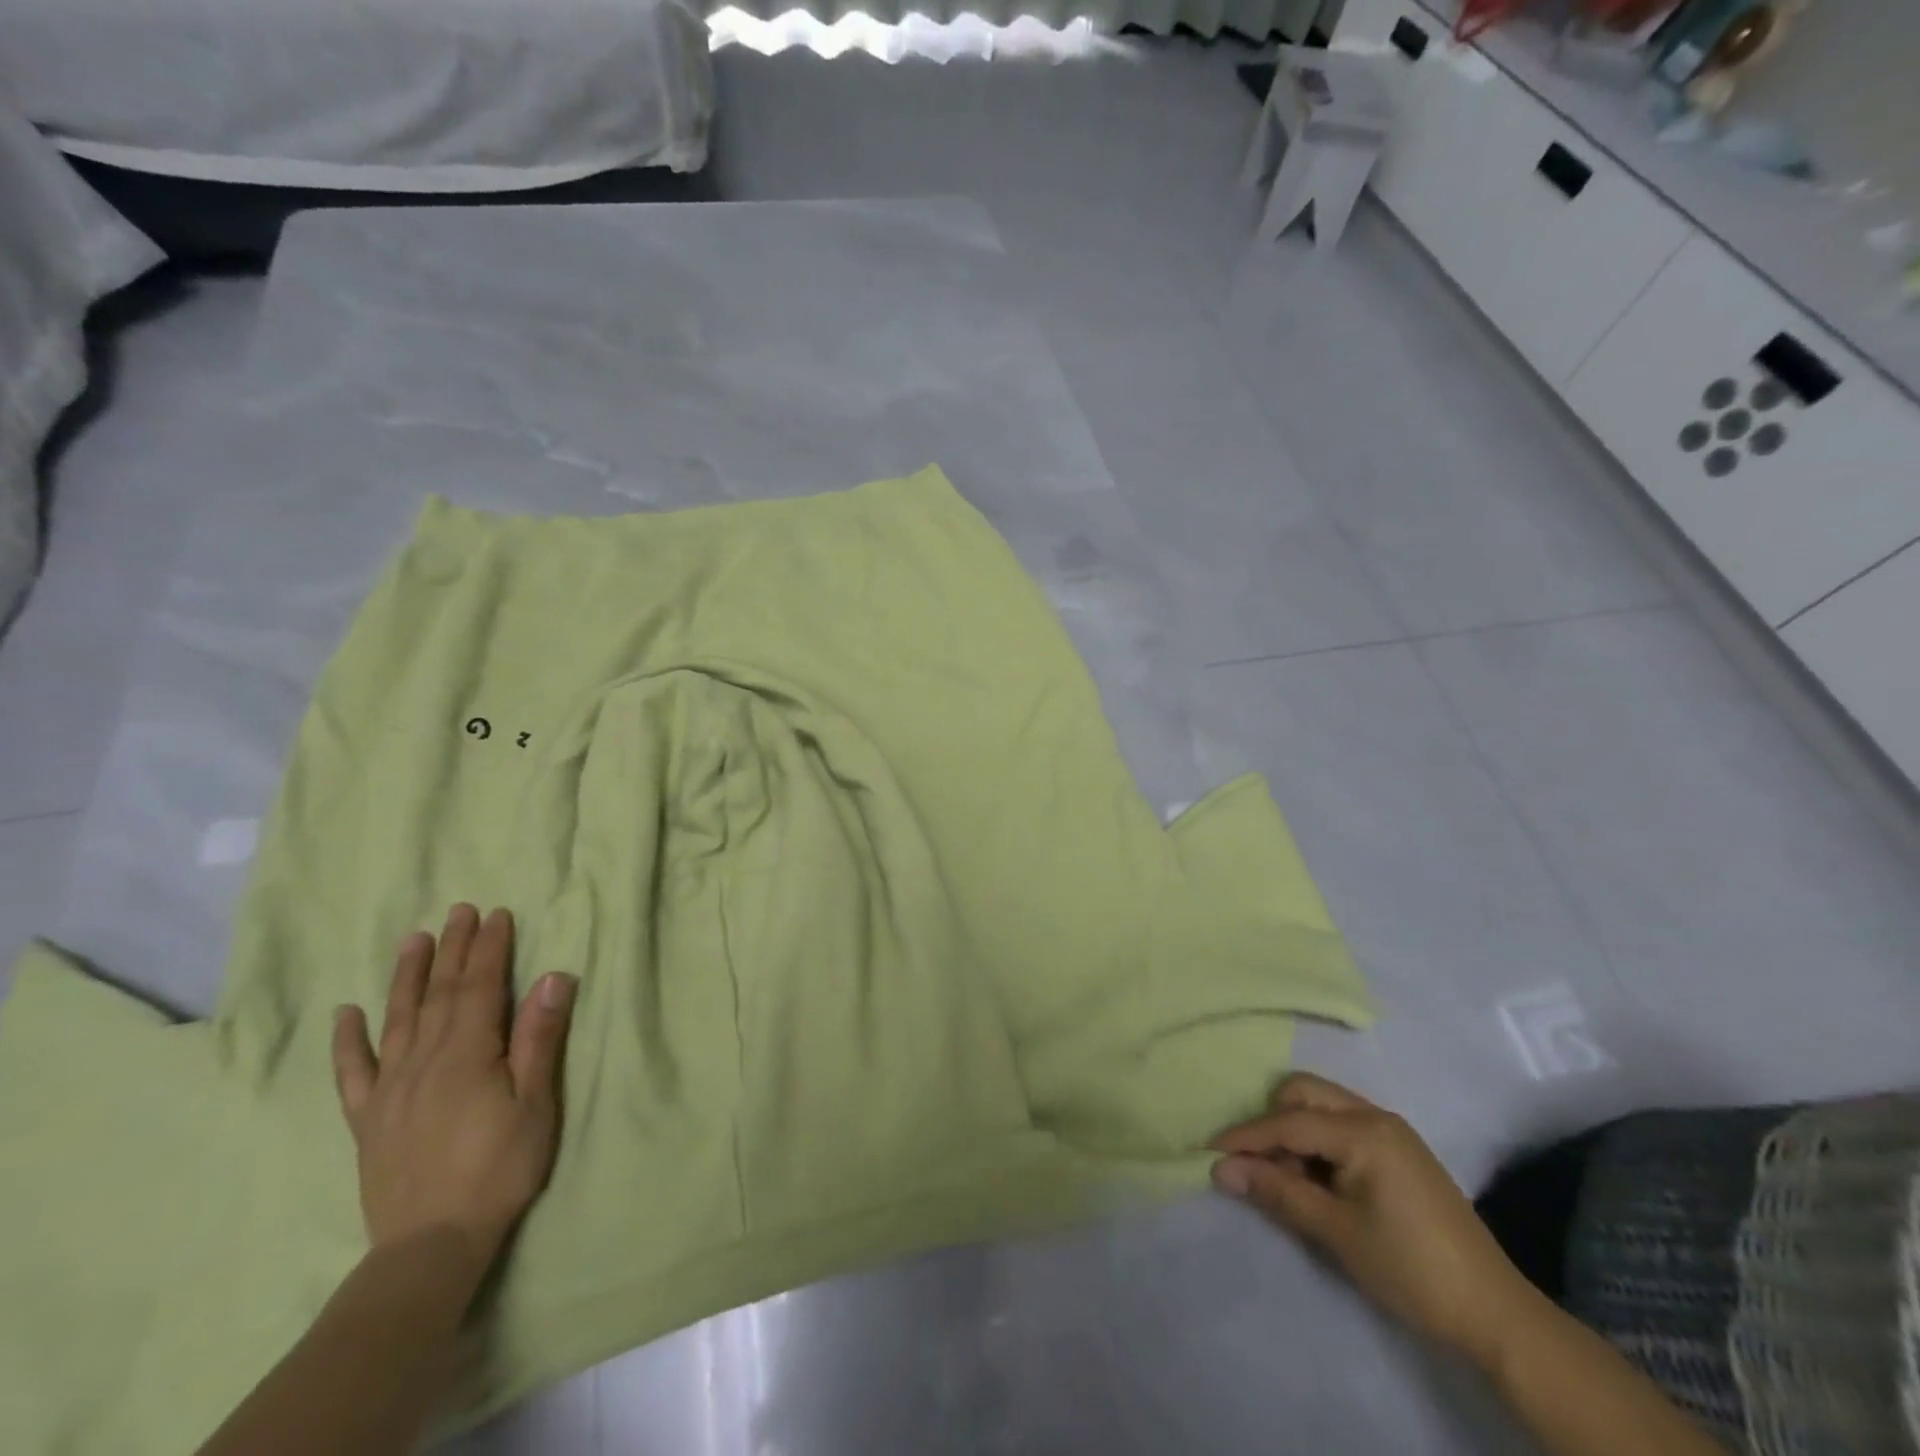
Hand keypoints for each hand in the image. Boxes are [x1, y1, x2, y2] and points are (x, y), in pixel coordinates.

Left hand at [332, 905, 577, 1272]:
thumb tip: (552, 978)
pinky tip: (347, 1013)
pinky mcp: (369, 1119)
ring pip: (398, 1019)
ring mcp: (390, 1089)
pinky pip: (353, 1072)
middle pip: (439, 993)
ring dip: (407, 976)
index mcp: (468, 1054)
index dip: (489, 948)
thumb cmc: (499, 1167)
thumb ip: (539, 1039)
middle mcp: (423, 1060)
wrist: (431, 1243)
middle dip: (452, 949)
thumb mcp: (536, 1103)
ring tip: (414, 940)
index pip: (479, 987)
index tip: (497, 915)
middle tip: (460, 911)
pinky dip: (348, 1040)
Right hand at [1209, 1073, 1539, 1367]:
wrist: (1496, 1314)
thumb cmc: (1410, 1269)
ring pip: (1322, 1105)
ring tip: (1288, 1178)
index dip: (1246, 1136)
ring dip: (1295, 1131)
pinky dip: (1318, 1141)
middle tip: (1259, 1164)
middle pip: (1303, 1093)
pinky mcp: (1399, 1149)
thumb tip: (1220, 1169)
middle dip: (1272, 1121)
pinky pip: (1342, 1124)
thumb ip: (1277, 1192)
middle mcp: (1375, 1115)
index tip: (1209, 1151)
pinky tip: (1316, 1178)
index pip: (1288, 1122)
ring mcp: (1391, 1130)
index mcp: (1363, 1130)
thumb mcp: (1336, 1231)